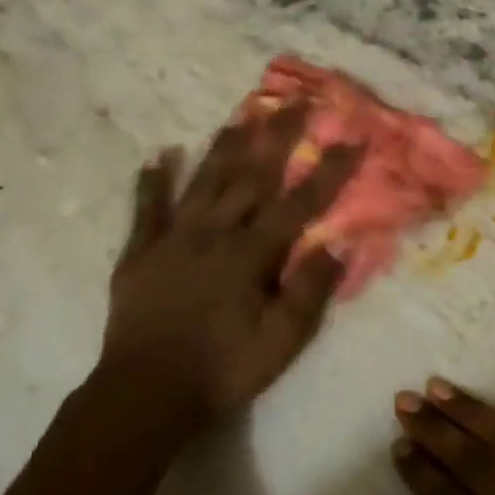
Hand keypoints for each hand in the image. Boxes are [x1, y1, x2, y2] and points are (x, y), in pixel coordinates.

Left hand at [99, 103, 361, 432]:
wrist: (144, 395)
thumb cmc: (221, 370)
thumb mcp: (280, 342)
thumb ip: (309, 290)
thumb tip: (337, 243)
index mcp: (251, 254)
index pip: (300, 202)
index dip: (330, 169)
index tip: (353, 137)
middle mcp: (213, 233)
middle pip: (251, 175)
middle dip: (278, 135)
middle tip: (296, 100)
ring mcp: (173, 238)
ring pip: (204, 180)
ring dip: (225, 144)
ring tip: (243, 111)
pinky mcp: (140, 253)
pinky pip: (147, 208)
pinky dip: (153, 180)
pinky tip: (160, 154)